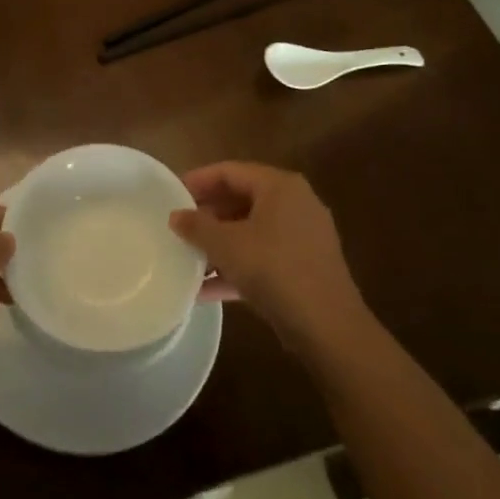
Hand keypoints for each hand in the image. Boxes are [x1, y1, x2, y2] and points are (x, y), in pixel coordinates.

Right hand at [171, 162, 365, 348]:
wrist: (328, 327)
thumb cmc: (274, 270)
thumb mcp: (227, 245)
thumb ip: (197, 226)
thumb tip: (175, 216)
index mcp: (279, 186)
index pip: (230, 171)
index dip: (198, 180)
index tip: (171, 194)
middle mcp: (295, 204)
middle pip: (241, 200)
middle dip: (208, 216)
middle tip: (178, 226)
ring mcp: (303, 237)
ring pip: (251, 232)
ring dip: (219, 245)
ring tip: (187, 258)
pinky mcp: (305, 268)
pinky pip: (263, 258)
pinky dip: (237, 268)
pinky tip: (206, 290)